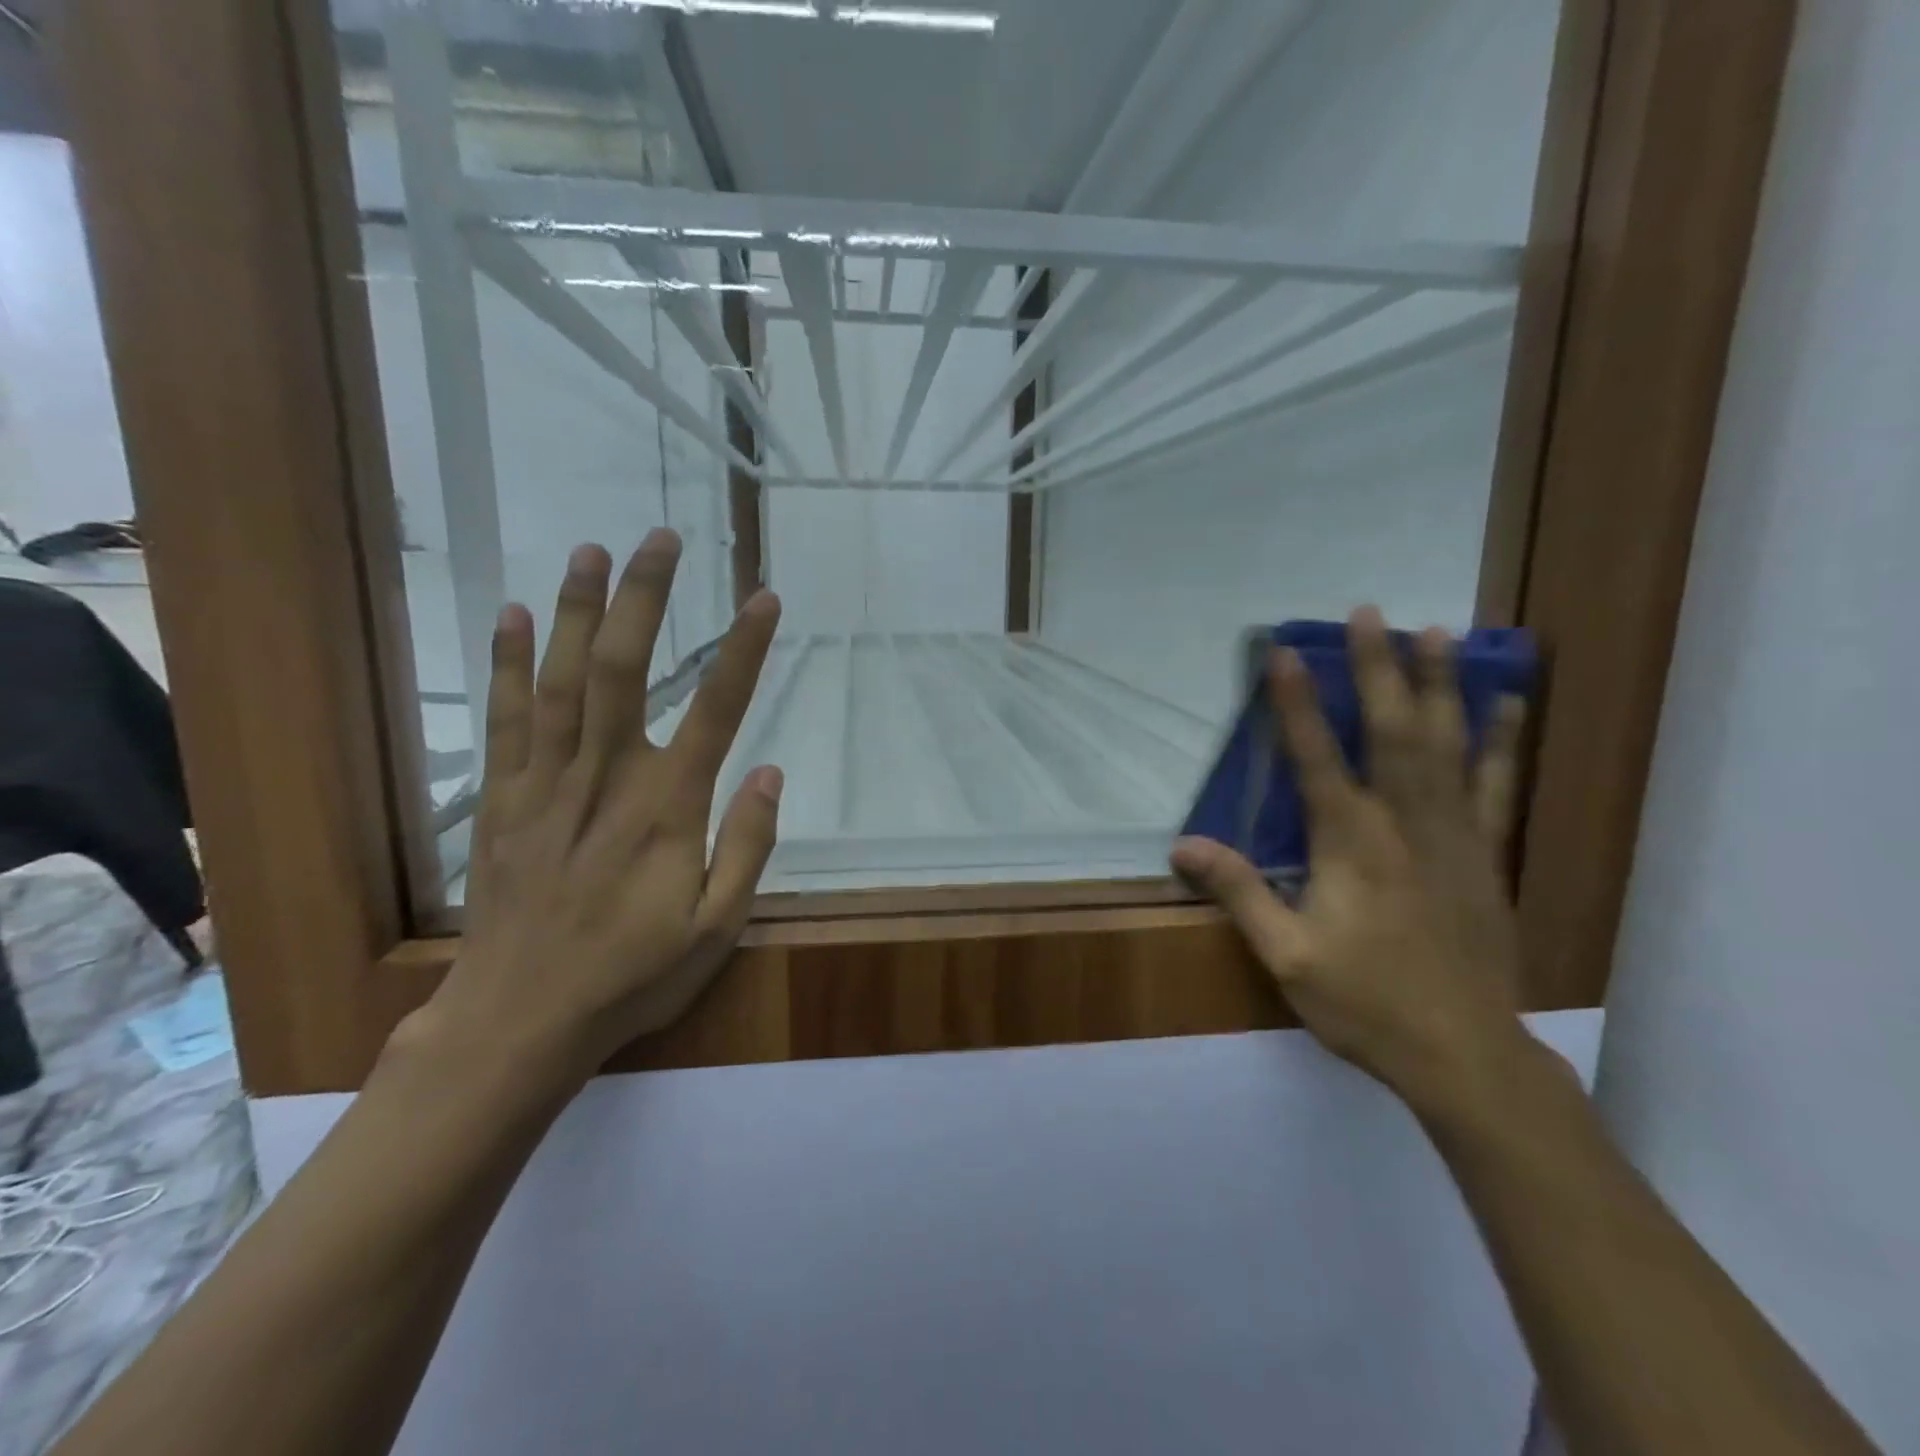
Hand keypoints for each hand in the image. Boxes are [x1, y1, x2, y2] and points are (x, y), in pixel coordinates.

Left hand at [398, 532, 783, 1088]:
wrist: (519, 1019)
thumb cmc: (631, 974)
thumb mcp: (717, 929)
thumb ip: (746, 847)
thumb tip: (769, 772)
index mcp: (667, 810)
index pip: (716, 711)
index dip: (743, 650)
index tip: (763, 599)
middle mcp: (606, 778)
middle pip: (625, 671)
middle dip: (644, 599)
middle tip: (659, 539)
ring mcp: (547, 783)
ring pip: (562, 680)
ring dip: (579, 611)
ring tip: (593, 550)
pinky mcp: (505, 798)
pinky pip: (507, 719)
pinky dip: (511, 664)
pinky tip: (516, 615)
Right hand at [1171, 607, 1528, 1104]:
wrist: (1464, 1054)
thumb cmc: (1365, 1002)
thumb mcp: (1286, 955)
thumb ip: (1239, 892)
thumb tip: (1182, 844)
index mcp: (1350, 843)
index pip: (1317, 756)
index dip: (1297, 702)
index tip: (1283, 651)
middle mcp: (1405, 824)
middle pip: (1391, 731)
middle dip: (1377, 668)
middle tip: (1369, 612)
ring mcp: (1454, 836)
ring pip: (1447, 746)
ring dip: (1440, 684)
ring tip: (1438, 631)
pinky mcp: (1486, 856)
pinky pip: (1497, 786)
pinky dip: (1500, 741)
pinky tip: (1507, 704)